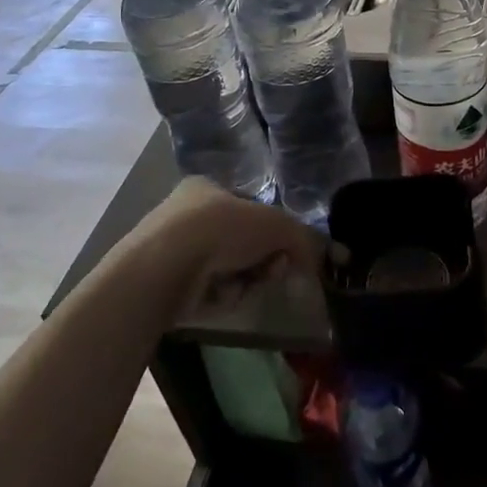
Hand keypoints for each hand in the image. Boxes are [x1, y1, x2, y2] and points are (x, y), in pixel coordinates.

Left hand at [128, 178, 322, 315]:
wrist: (163, 268)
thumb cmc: (220, 229)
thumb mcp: (275, 225)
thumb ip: (302, 239)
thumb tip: (323, 258)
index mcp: (207, 187)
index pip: (250, 209)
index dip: (274, 231)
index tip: (286, 251)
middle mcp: (186, 214)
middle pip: (243, 243)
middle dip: (262, 261)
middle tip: (272, 272)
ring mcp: (172, 250)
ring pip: (228, 269)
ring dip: (244, 281)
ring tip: (242, 287)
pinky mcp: (164, 284)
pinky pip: (207, 292)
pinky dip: (221, 297)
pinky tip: (218, 298)